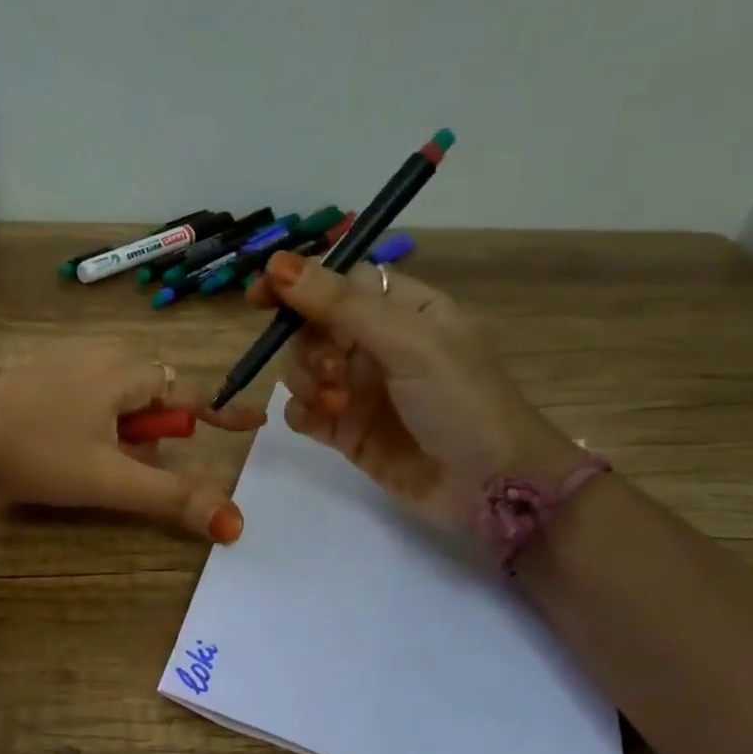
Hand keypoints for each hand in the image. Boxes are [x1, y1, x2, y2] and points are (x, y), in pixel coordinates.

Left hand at [0, 345, 264, 541]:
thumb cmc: (39, 454)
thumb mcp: (111, 481)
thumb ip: (174, 498)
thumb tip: (234, 523)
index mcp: (124, 371)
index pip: (186, 391)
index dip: (218, 412)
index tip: (249, 424)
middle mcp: (97, 355)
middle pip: (151, 390)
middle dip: (157, 426)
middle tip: (139, 462)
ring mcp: (61, 362)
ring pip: (117, 391)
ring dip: (125, 425)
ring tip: (103, 460)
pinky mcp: (34, 377)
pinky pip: (85, 392)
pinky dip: (95, 418)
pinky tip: (68, 446)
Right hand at [245, 250, 578, 532]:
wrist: (491, 489)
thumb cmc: (462, 402)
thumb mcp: (409, 343)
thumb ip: (342, 304)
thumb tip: (278, 264)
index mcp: (405, 310)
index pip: (340, 282)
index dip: (300, 284)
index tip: (260, 296)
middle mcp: (380, 344)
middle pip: (314, 326)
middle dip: (310, 345)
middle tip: (332, 372)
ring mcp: (362, 389)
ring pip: (303, 368)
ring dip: (306, 380)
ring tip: (335, 403)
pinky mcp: (349, 431)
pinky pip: (304, 410)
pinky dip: (302, 411)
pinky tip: (320, 420)